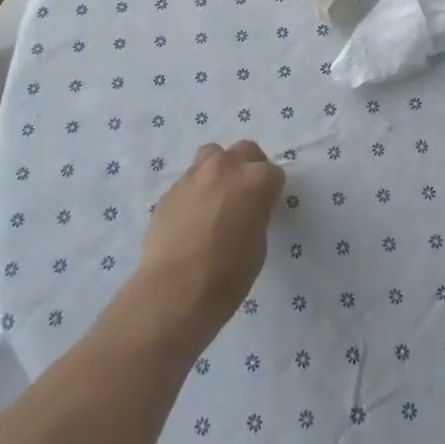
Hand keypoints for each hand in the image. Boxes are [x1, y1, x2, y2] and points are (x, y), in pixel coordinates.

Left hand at [130, 140, 283, 352]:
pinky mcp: (171, 189)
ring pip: (213, 155)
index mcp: (256, 180)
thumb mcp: (258, 245)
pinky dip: (196, 190)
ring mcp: (195, 174)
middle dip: (249, 167)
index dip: (271, 191)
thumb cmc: (227, 275)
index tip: (267, 208)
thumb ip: (256, 214)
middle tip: (245, 194)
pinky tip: (192, 216)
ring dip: (220, 169)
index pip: (274, 173)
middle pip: (245, 151)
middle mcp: (226, 167)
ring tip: (217, 196)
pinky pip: (189, 180)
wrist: (174, 291)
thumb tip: (246, 210)